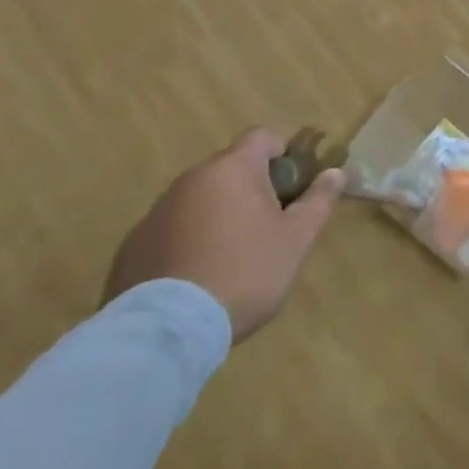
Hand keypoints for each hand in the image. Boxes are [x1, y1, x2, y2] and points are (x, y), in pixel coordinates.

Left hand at [103, 128, 345, 342]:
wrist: (165, 332)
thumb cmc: (244, 273)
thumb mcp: (296, 239)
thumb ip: (318, 200)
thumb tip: (336, 172)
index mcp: (233, 169)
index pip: (263, 137)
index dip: (284, 153)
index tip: (296, 184)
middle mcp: (191, 179)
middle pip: (230, 168)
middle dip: (253, 188)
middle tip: (271, 224)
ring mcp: (156, 212)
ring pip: (200, 199)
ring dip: (219, 214)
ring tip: (233, 256)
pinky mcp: (132, 247)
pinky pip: (172, 230)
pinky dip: (189, 241)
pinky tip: (198, 277)